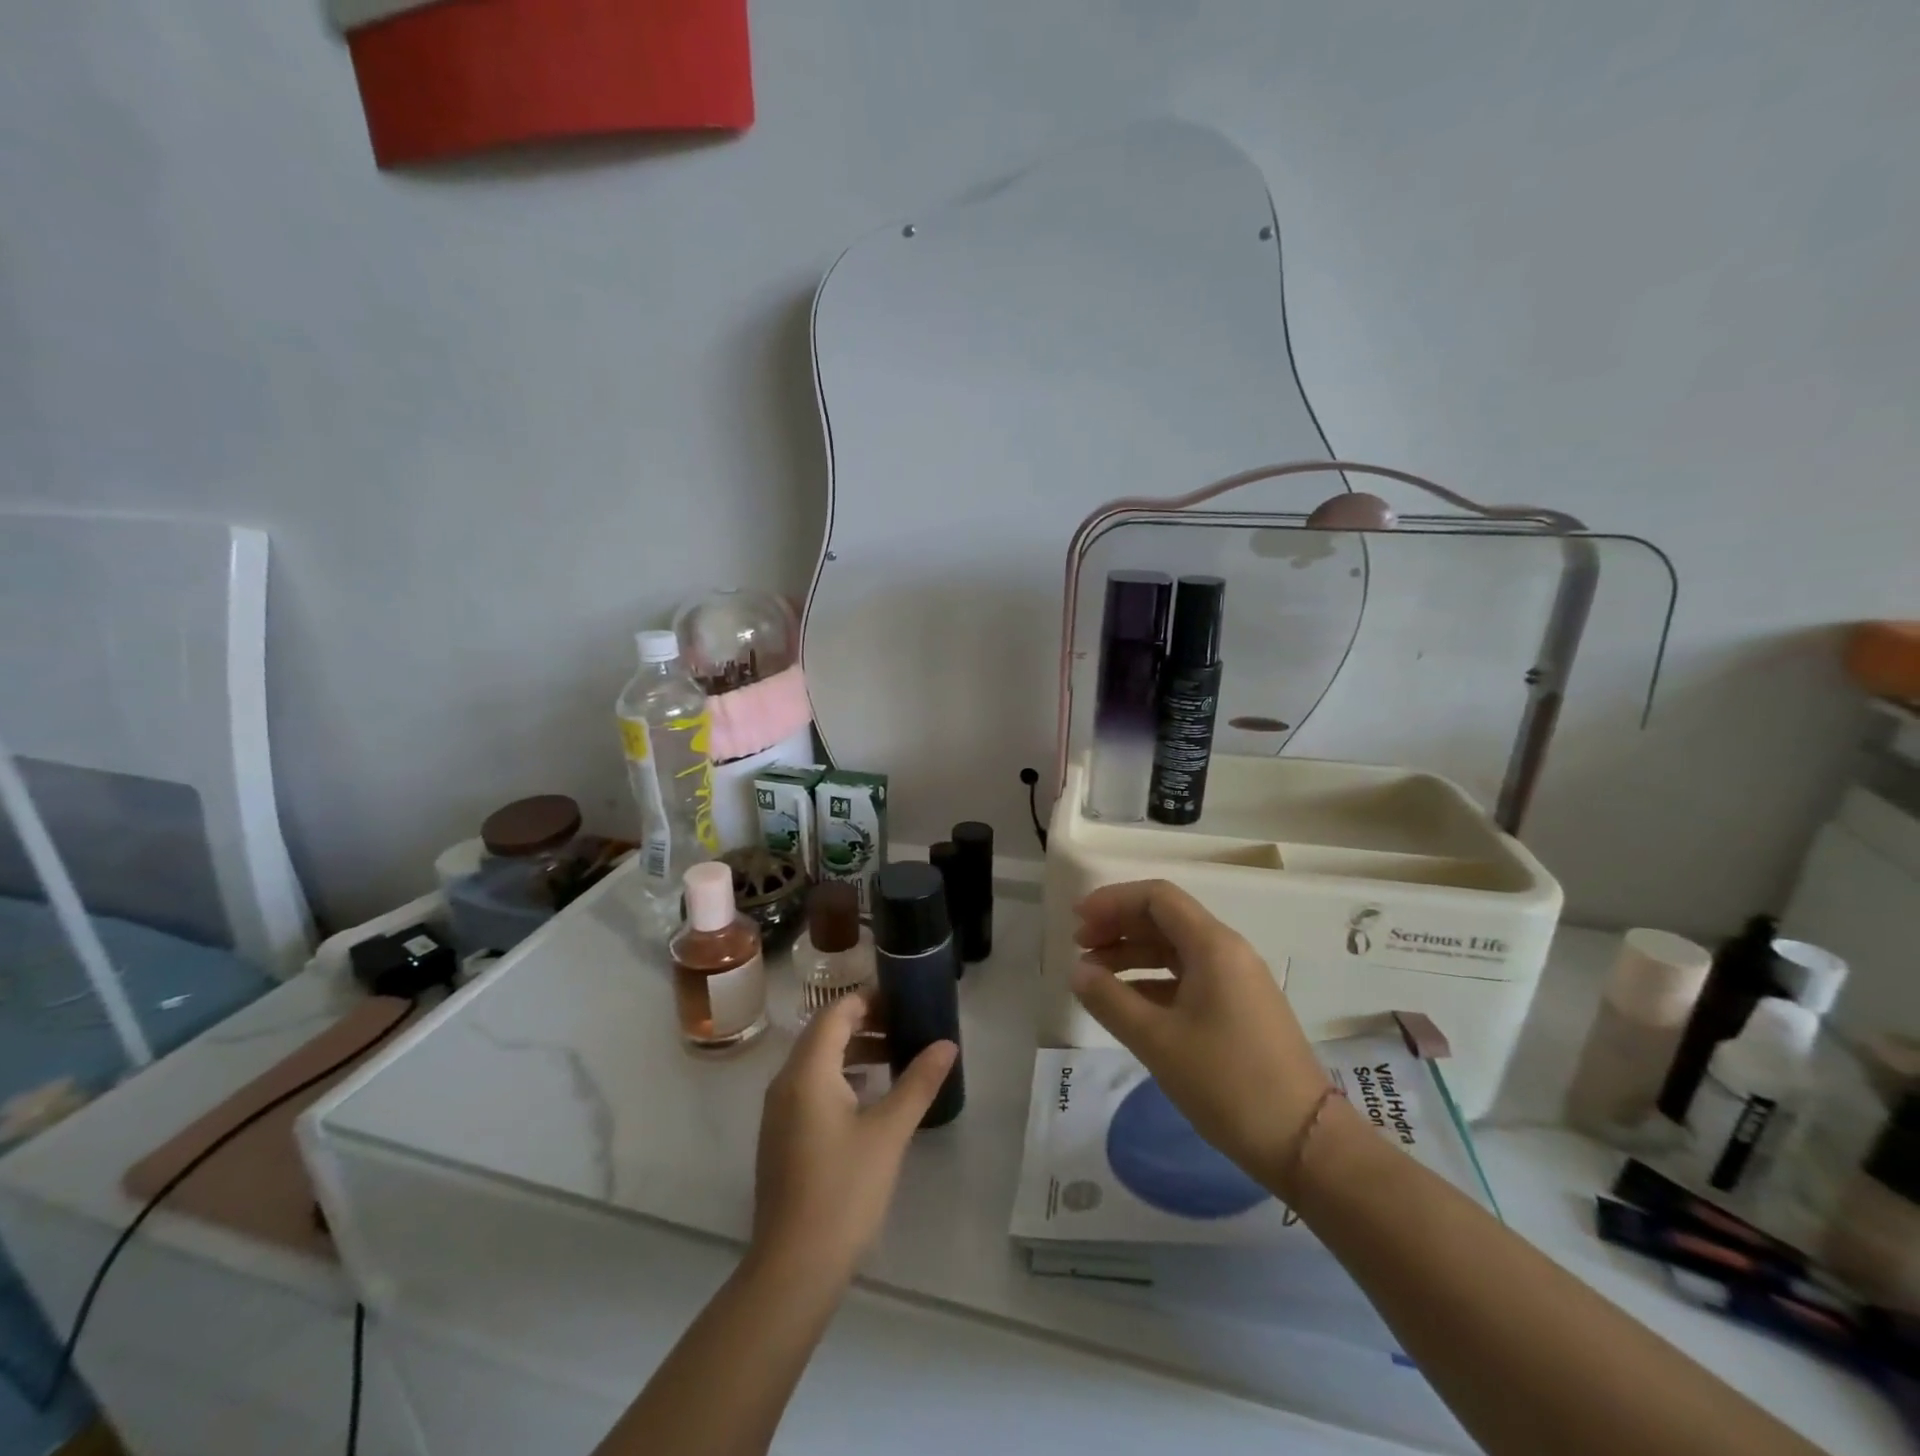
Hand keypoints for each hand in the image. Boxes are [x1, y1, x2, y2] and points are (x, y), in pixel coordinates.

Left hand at [750, 992, 957, 1284]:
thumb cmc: (844, 1190)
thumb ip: (918, 1082)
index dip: (869, 1000)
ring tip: (896, 1058)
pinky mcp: (782, 1136)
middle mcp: (786, 1082)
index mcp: (807, 1071)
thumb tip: (946, 1044)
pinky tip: (871, 1098)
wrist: (794, 1268)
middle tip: (907, 1028)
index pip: (836, 1013)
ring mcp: (779, 1111)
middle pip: (825, 1033)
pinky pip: (812, 1087)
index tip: (904, 1000)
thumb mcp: (889, 1132)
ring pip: (818, 1062)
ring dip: (855, 1051)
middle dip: (866, 1024)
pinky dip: (842, 1078)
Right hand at [1071, 880, 1329, 1194]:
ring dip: (1132, 954)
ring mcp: (1237, 981)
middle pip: (1165, 919)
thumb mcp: (1157, 1040)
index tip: (1077, 921)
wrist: (1304, 1142)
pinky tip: (1127, 1002)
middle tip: (1079, 947)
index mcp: (1213, 946)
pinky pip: (1188, 977)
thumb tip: (1078, 971)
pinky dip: (1152, 980)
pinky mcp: (1239, 1009)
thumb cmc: (1227, 1082)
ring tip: (1094, 976)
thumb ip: (1109, 999)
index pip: (1157, 897)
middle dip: (1118, 926)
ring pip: (1175, 949)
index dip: (1112, 901)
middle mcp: (1228, 952)